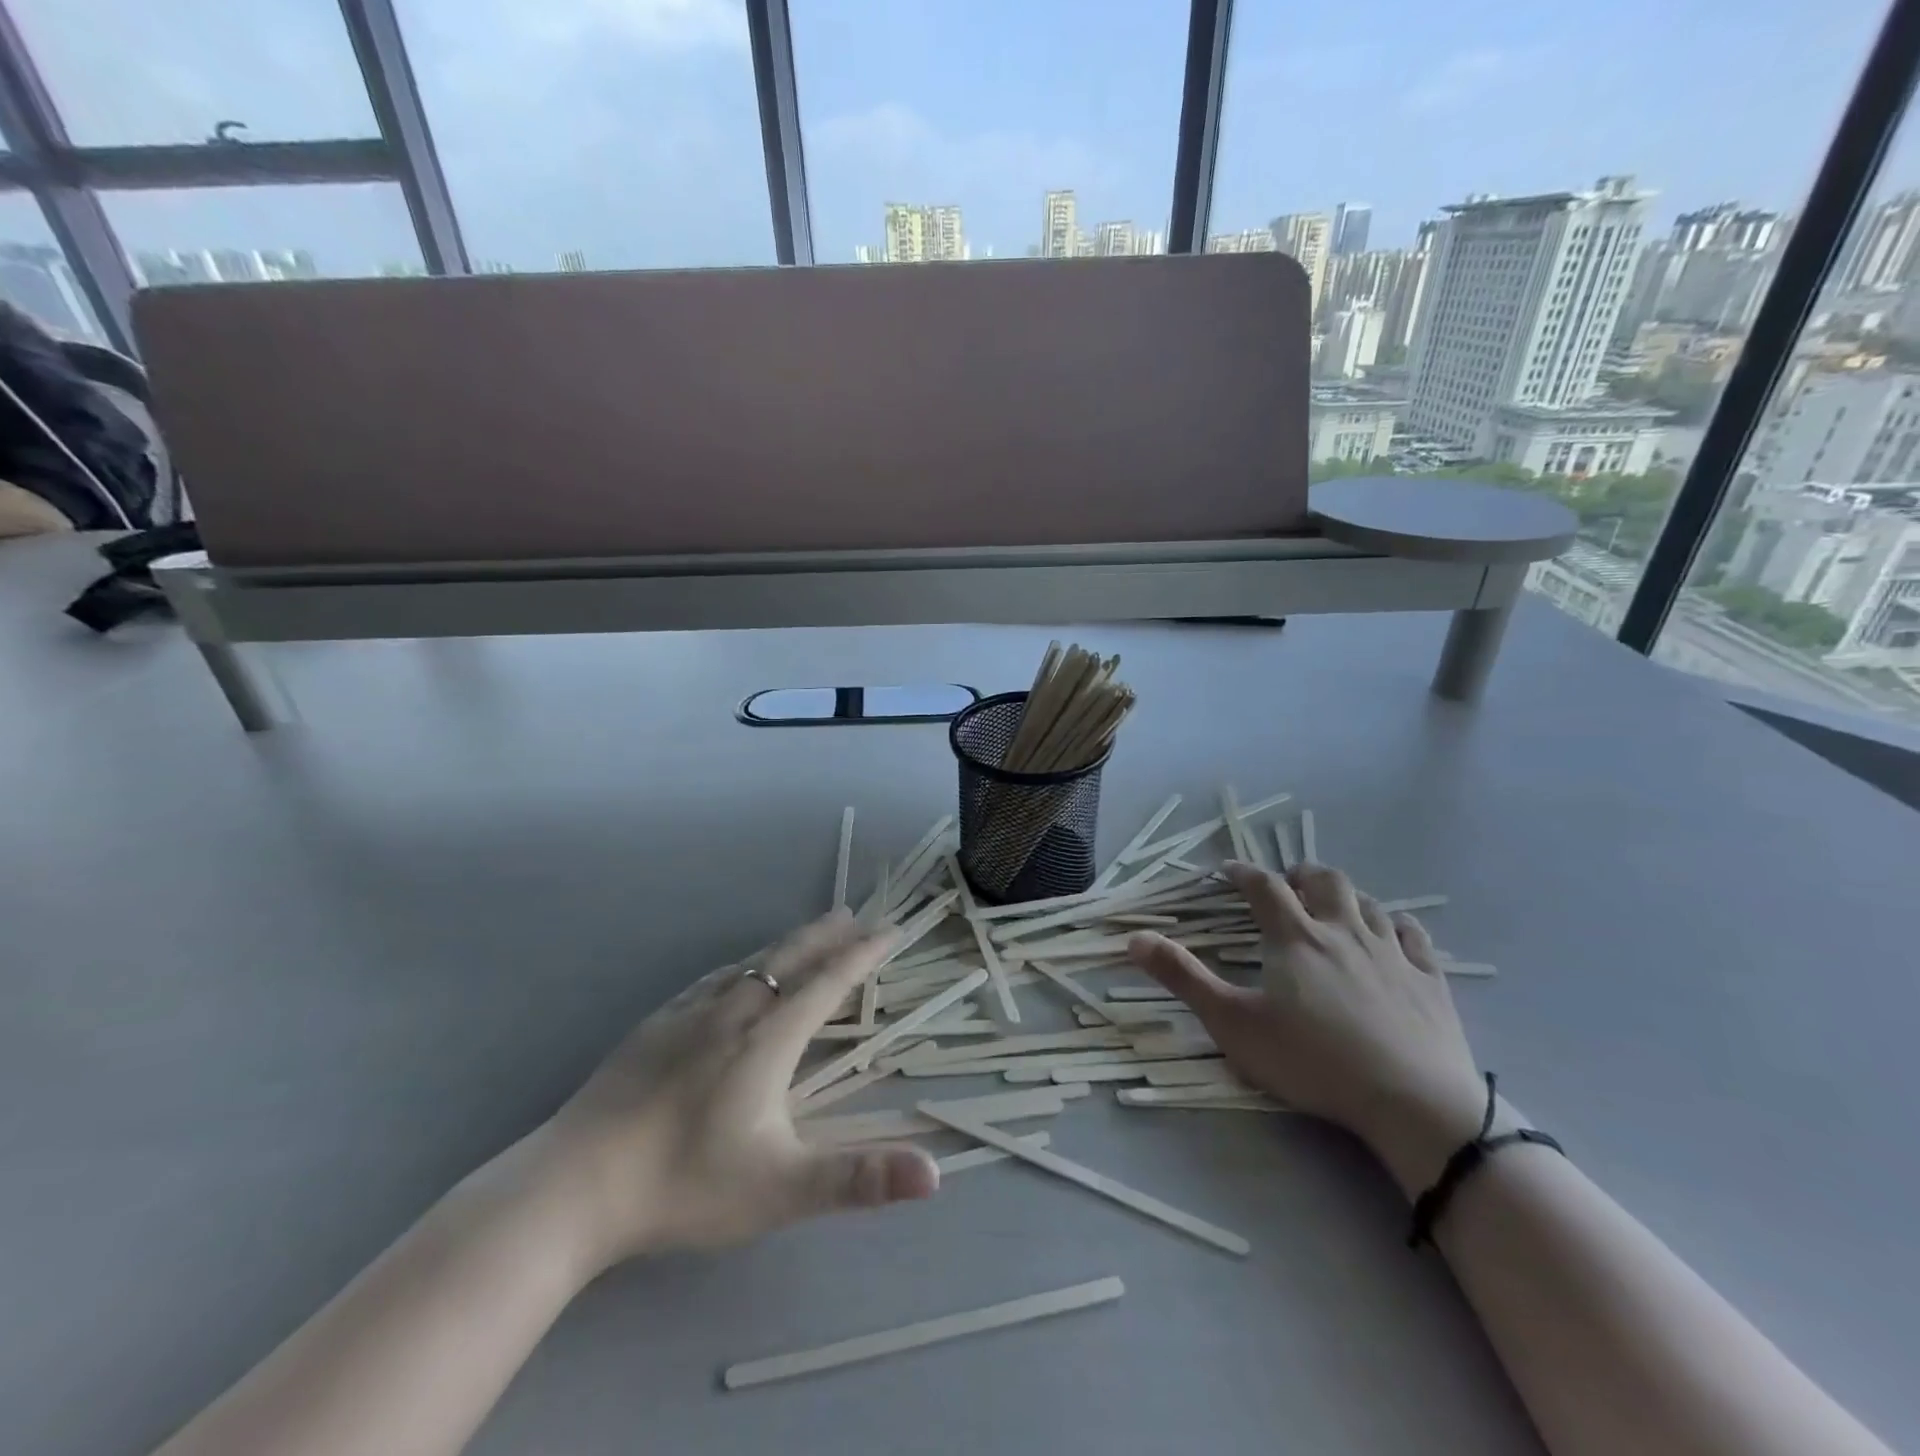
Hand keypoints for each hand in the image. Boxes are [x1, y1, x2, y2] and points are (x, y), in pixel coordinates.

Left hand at [537, 911, 938, 1270]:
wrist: (573, 1186)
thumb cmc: (684, 1184)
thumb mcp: (781, 1189)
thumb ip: (858, 1179)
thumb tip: (935, 1175)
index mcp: (768, 1039)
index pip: (828, 982)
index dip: (863, 954)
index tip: (891, 930)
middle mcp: (733, 1011)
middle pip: (789, 958)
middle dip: (826, 935)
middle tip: (853, 915)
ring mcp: (688, 1014)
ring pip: (749, 963)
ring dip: (786, 945)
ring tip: (806, 935)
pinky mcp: (654, 1026)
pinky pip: (712, 978)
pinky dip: (742, 964)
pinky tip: (733, 973)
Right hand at [1127, 861, 1486, 1194]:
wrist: (1413, 1102)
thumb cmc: (1313, 1060)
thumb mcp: (1232, 1023)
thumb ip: (1183, 978)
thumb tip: (1134, 939)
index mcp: (1295, 937)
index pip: (1263, 887)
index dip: (1242, 872)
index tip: (1228, 871)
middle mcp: (1343, 931)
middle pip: (1324, 881)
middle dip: (1301, 874)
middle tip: (1288, 883)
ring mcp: (1392, 953)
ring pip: (1369, 902)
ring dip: (1346, 896)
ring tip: (1333, 906)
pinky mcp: (1430, 979)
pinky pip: (1414, 936)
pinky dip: (1398, 925)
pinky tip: (1393, 933)